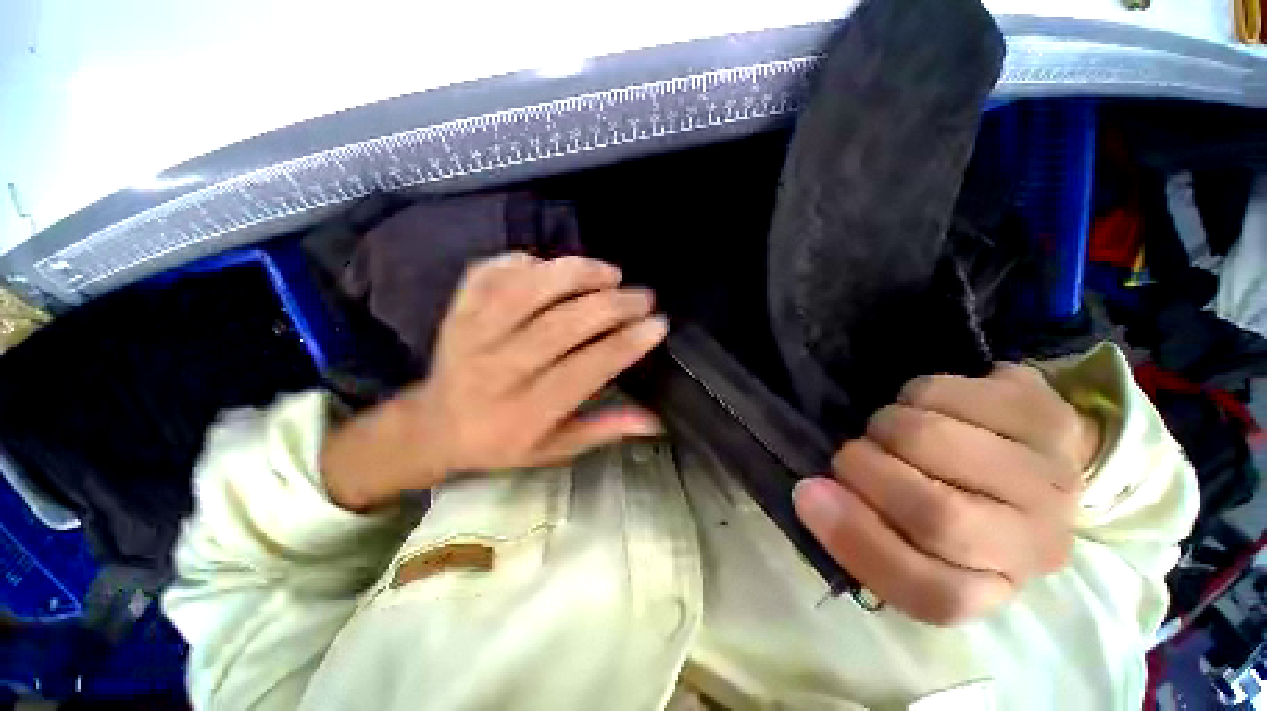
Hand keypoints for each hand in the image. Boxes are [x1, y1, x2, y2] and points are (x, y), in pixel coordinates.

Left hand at [321, 253, 667, 511]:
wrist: (433, 427)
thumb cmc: (501, 443)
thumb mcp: (555, 449)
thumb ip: (604, 430)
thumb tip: (655, 421)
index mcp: (526, 411)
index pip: (586, 369)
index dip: (626, 344)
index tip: (658, 325)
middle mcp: (498, 370)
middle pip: (561, 325)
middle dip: (612, 305)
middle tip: (644, 296)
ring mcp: (472, 334)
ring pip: (528, 290)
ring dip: (575, 274)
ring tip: (610, 272)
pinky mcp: (456, 310)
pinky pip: (492, 273)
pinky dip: (527, 262)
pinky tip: (554, 267)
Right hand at [793, 363, 1101, 624]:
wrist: (1024, 453)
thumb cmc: (953, 498)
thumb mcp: (907, 533)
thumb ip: (861, 530)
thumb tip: (809, 494)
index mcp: (993, 586)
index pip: (932, 594)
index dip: (857, 542)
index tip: (807, 493)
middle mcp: (1037, 544)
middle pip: (937, 517)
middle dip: (865, 471)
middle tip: (850, 455)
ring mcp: (1051, 476)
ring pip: (933, 441)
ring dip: (885, 427)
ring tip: (890, 431)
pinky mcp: (1043, 412)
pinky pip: (945, 395)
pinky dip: (913, 395)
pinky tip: (927, 407)